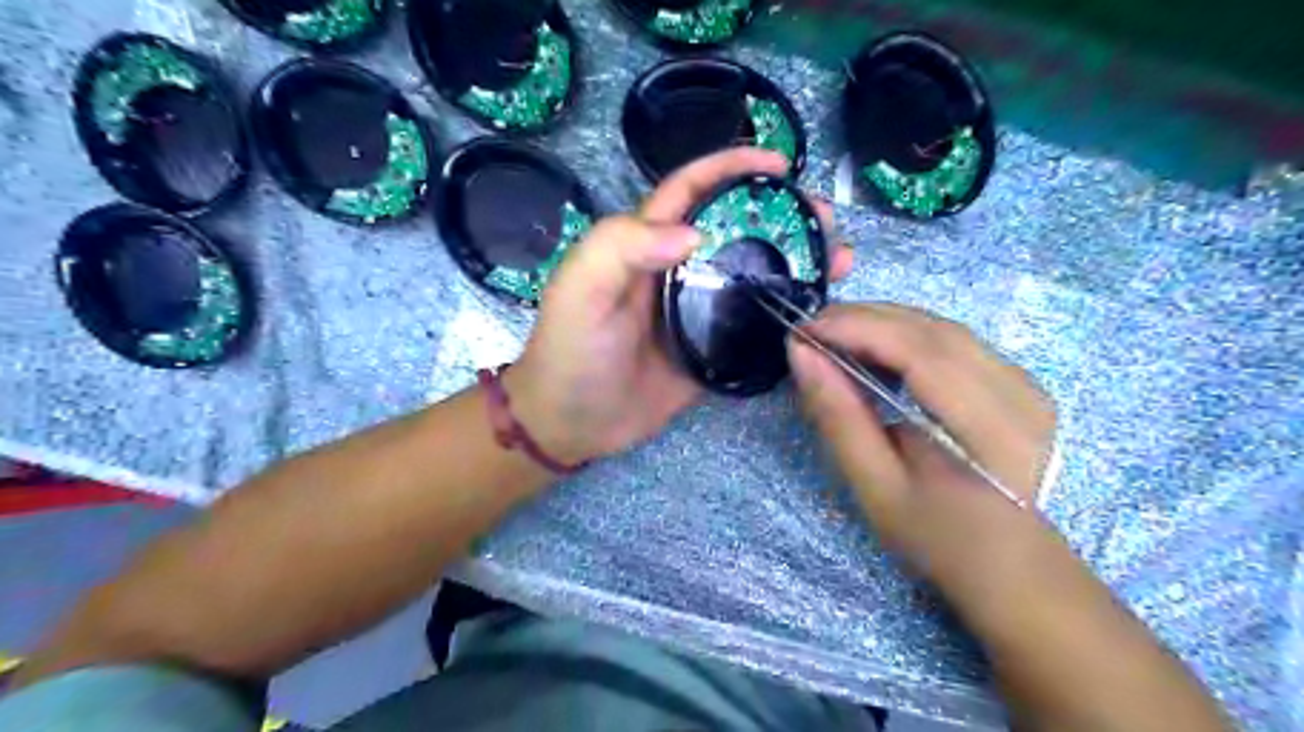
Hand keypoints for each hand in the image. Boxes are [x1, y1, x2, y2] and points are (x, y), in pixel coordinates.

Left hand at [503, 149, 850, 463]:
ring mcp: (699, 311)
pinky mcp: (712, 349)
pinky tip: (818, 308)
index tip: (778, 163)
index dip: (731, 168)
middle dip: (780, 214)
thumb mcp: (580, 288)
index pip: (691, 191)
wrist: (572, 422)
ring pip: (753, 274)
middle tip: (824, 216)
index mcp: (645, 245)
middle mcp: (678, 270)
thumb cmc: (570, 350)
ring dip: (795, 261)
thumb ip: (622, 246)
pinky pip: (755, 323)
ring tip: (838, 257)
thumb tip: (695, 233)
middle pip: (736, 229)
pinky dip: (786, 311)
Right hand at [790, 303, 1052, 588]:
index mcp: (992, 430)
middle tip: (810, 329)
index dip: (859, 329)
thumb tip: (802, 353)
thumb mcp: (875, 486)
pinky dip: (905, 334)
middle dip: (864, 319)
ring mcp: (1025, 382)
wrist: (1009, 565)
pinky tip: (874, 345)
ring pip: (942, 327)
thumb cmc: (937, 536)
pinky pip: (953, 339)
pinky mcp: (1018, 380)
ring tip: (833, 333)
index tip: (804, 330)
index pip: (921, 352)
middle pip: (932, 330)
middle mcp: (1020, 393)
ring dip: (883, 321)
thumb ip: (838, 416)